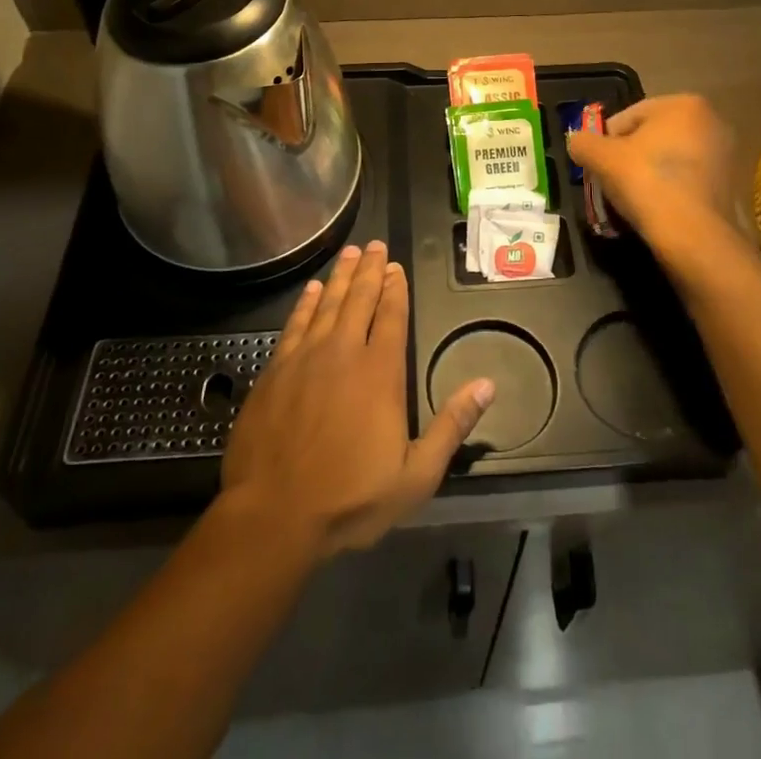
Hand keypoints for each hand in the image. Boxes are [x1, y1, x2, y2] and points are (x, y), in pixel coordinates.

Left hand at [221, 241, 494, 559]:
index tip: (396, 266)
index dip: (395, 288)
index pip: (391, 316)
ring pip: (328, 303)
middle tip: (375, 244)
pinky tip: (313, 289)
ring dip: (342, 276)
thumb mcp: (416, 475)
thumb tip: (487, 385)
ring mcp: (306, 358)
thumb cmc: (350, 498)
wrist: (274, 515)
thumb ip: (451, 426)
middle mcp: (344, 352)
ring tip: (350, 253)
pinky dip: (307, 302)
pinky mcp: (275, 370)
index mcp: (380, 372)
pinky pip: (295, 323)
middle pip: (360, 299)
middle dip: (370, 270)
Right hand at [567, 94, 736, 252]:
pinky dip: (670, 190)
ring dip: (649, 174)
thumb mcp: (601, 157)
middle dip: (629, 157)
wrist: (694, 235)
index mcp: (683, 104)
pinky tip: (657, 210)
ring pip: (670, 160)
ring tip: (632, 199)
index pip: (628, 117)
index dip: (605, 141)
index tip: (597, 166)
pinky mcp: (731, 185)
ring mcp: (725, 154)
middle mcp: (711, 121)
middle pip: (651, 137)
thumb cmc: (646, 182)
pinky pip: (687, 181)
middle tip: (612, 182)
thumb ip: (583, 143)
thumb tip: (577, 142)